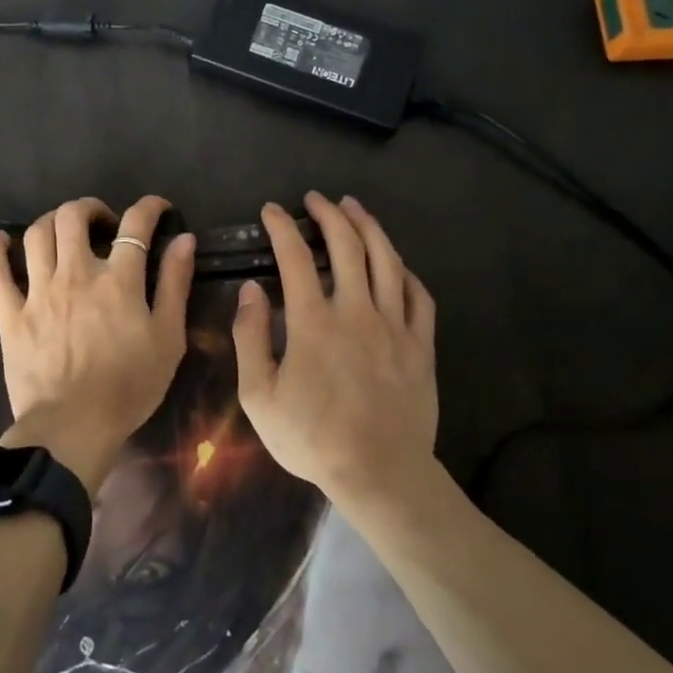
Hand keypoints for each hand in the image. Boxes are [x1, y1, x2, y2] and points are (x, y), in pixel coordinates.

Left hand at [0, 195, 195, 495]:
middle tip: (103, 222)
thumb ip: (175, 285)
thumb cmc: (129, 387)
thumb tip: (183, 239)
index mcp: (118, 280)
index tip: (157, 208)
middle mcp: (76, 274)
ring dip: (52, 221)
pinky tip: (2, 241)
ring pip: (37, 235)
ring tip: (64, 231)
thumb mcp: (168, 338)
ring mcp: (38, 292)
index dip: (149, 207)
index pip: (136, 224)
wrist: (73, 428)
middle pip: (74, 217)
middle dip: (91, 208)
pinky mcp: (11, 314)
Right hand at [233, 192, 438, 507]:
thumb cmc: (312, 438)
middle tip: (316, 199)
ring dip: (369, 227)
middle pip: (347, 245)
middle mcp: (356, 310)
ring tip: (355, 208)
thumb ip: (250, 337)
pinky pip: (419, 295)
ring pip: (386, 260)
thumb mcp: (259, 396)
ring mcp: (394, 325)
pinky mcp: (421, 344)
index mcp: (314, 321)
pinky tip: (396, 262)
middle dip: (329, 214)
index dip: (281, 227)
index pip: (295, 257)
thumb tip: (251, 290)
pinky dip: (405, 271)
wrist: (379, 473)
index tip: (271, 210)